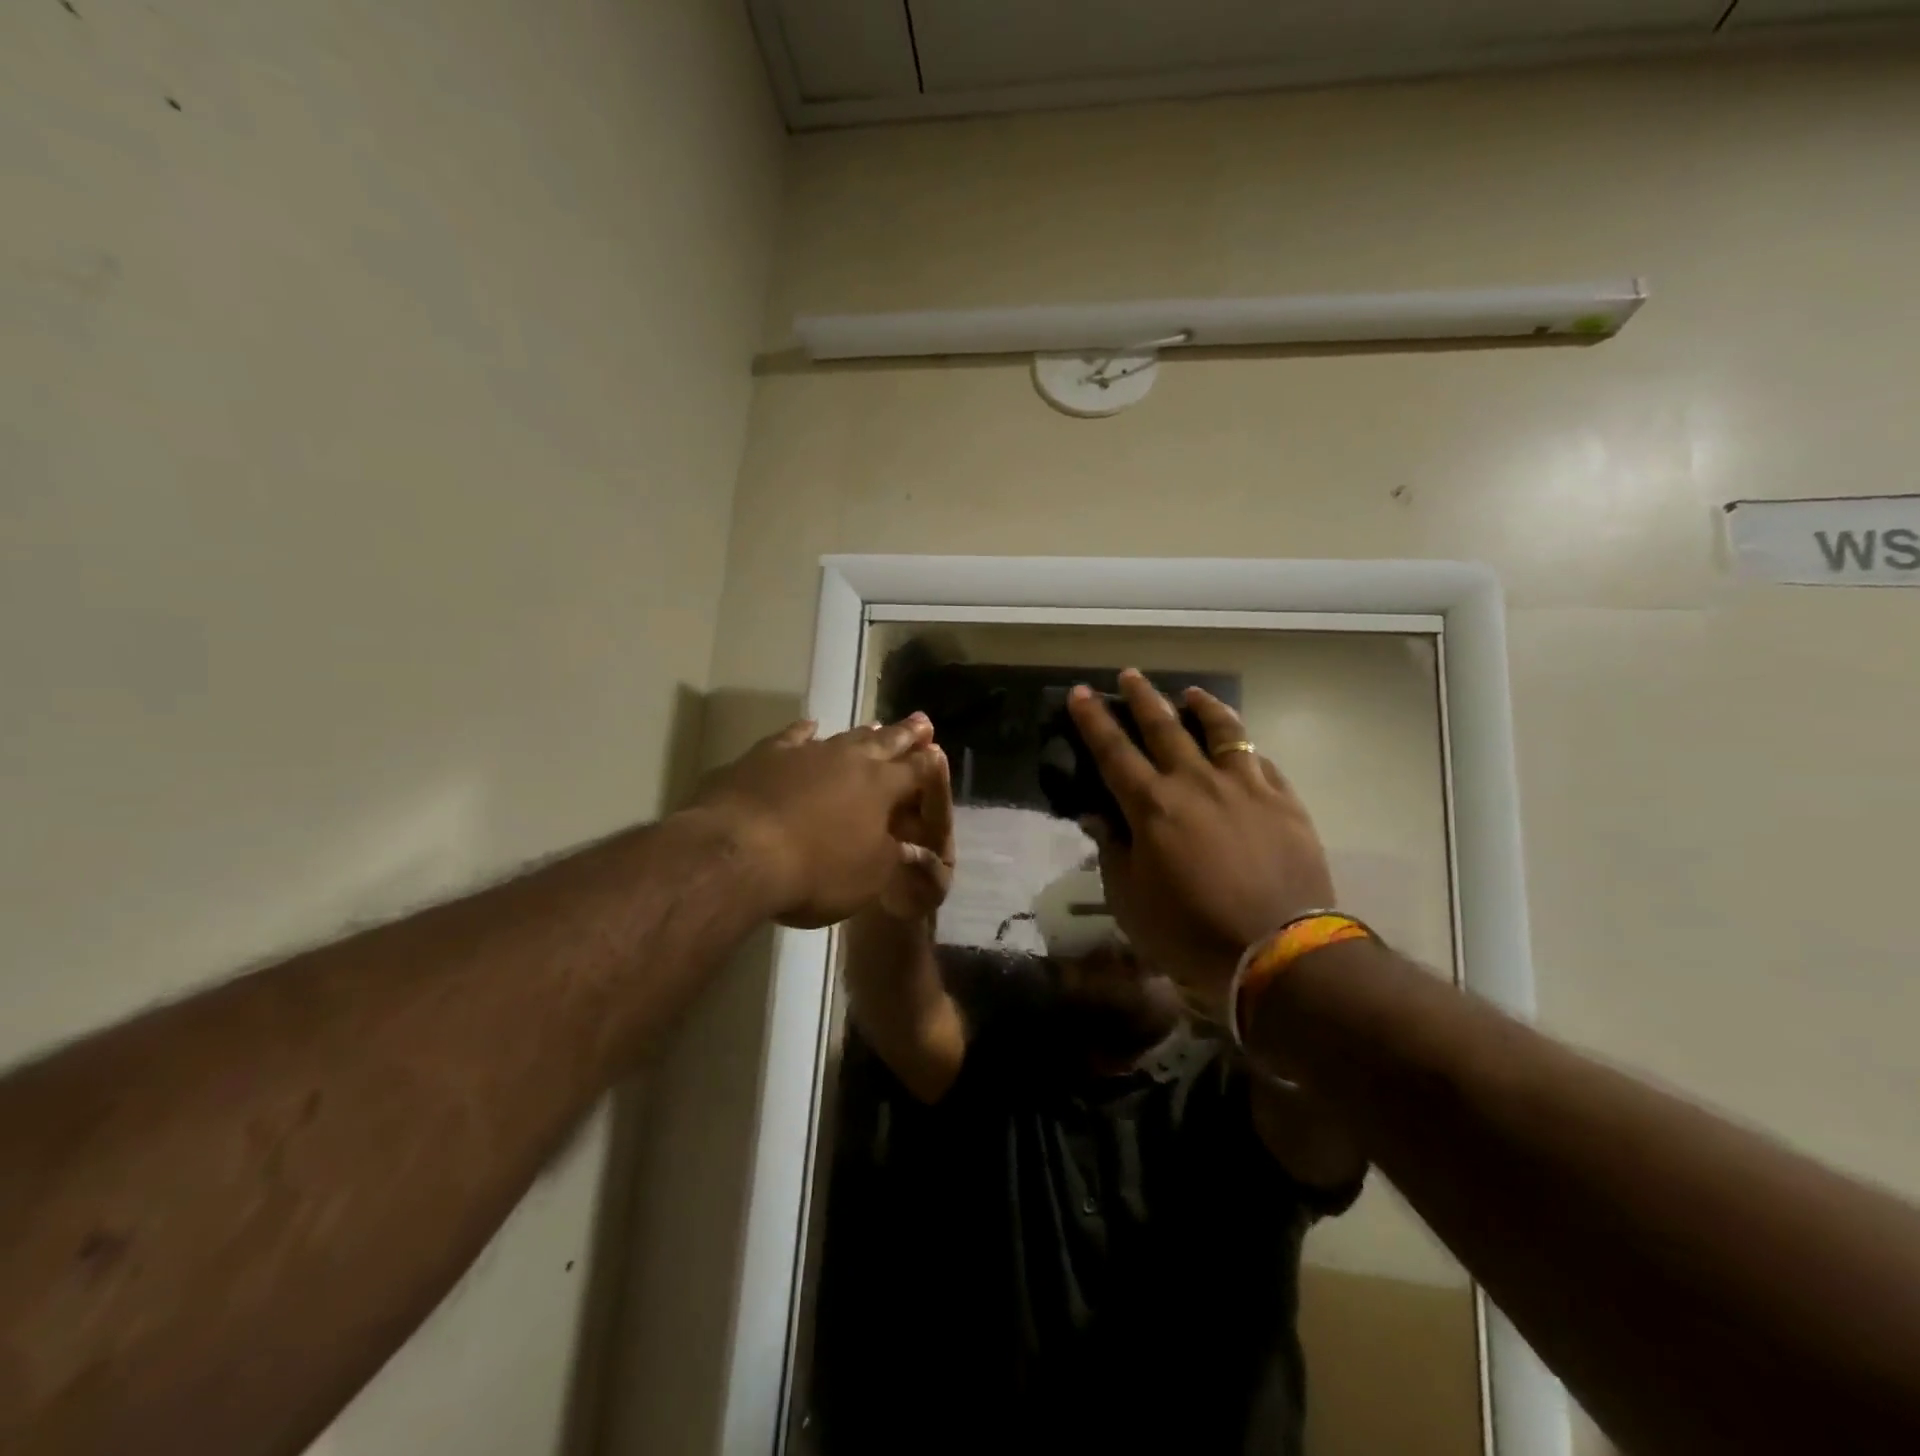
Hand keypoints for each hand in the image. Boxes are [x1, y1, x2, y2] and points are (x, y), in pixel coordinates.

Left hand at [687, 714, 938, 928]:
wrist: (740, 852)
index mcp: (881, 787)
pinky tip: (810, 725)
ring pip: (843, 736)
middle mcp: (849, 761)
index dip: (929, 764)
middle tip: (921, 720)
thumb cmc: (816, 871)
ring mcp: (806, 753)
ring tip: (877, 724)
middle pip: (884, 742)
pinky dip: (804, 731)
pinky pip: (792, 737)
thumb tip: (913, 849)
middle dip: (905, 734)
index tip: (938, 752)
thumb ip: (893, 857)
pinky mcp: (765, 756)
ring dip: (862, 732)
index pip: (915, 771)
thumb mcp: (869, 877)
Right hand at [1068, 671, 1334, 1020]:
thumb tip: (1097, 816)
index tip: (1081, 692)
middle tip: (1130, 675)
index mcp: (1152, 806)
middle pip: (1165, 727)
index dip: (1094, 721)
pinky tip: (1242, 748)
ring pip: (1222, 732)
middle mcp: (1196, 783)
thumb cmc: (1191, 931)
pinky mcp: (1284, 802)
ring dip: (1203, 707)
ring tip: (1193, 694)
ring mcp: (1245, 787)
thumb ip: (1113, 851)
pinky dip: (1245, 749)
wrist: (1279, 951)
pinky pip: (1261, 762)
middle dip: (1143, 698)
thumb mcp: (1131, 900)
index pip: (1114, 751)